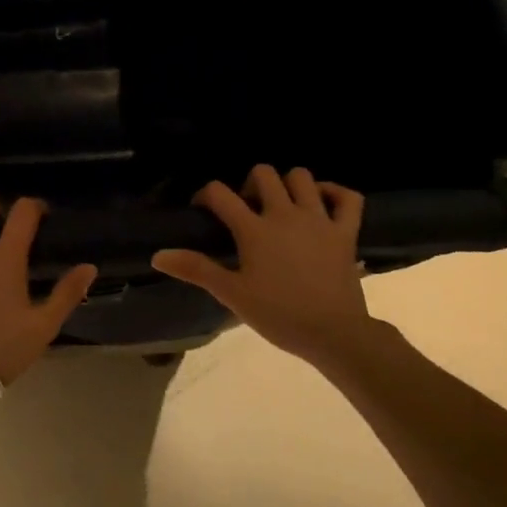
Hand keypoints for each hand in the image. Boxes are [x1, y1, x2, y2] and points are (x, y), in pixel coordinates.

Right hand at [152, 164, 373, 366]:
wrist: (334, 333)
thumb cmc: (278, 315)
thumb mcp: (232, 294)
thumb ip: (196, 269)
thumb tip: (158, 255)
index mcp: (254, 229)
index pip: (220, 194)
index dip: (206, 196)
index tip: (203, 210)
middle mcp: (285, 214)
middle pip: (264, 174)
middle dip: (249, 183)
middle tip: (246, 208)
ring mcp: (319, 219)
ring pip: (302, 177)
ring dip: (288, 184)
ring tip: (281, 205)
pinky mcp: (346, 231)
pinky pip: (347, 197)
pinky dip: (335, 192)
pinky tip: (322, 203)